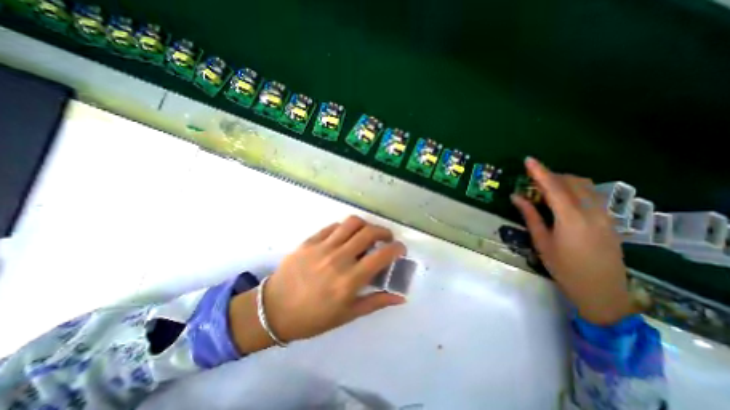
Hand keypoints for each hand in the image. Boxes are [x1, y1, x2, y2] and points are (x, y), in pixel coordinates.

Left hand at [243, 217, 405, 347]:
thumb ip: (376, 302)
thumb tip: (400, 297)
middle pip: (369, 232)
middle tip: (386, 239)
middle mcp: (339, 258)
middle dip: (384, 232)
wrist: (274, 310)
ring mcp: (323, 247)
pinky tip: (345, 236)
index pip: (382, 256)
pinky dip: (345, 228)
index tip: (400, 249)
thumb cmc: (313, 317)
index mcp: (350, 280)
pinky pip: (333, 226)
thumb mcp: (348, 314)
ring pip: (351, 223)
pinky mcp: (310, 241)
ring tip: (367, 234)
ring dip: (365, 225)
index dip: (396, 248)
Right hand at [512, 157, 633, 326]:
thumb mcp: (541, 241)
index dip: (540, 172)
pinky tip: (564, 198)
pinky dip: (576, 190)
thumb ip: (530, 215)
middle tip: (532, 180)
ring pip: (586, 186)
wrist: (601, 290)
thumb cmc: (563, 267)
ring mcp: (605, 215)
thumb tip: (516, 197)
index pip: (553, 187)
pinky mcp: (610, 220)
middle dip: (552, 175)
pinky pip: (593, 195)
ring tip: (546, 188)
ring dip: (565, 181)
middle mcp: (591, 212)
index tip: (528, 160)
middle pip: (572, 182)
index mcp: (571, 218)